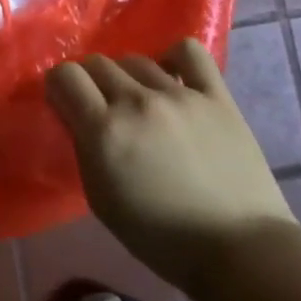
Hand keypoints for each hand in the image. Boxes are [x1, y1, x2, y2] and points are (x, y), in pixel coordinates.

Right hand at [46, 39, 295, 286]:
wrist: (240, 249)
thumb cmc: (162, 238)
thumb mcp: (102, 201)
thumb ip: (85, 150)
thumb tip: (79, 118)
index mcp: (105, 131)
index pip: (64, 76)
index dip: (59, 87)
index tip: (66, 104)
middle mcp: (137, 102)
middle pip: (97, 63)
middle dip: (90, 81)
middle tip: (100, 107)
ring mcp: (179, 94)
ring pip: (136, 58)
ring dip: (127, 77)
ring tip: (138, 101)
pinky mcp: (216, 95)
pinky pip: (189, 51)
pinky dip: (173, 57)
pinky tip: (171, 77)